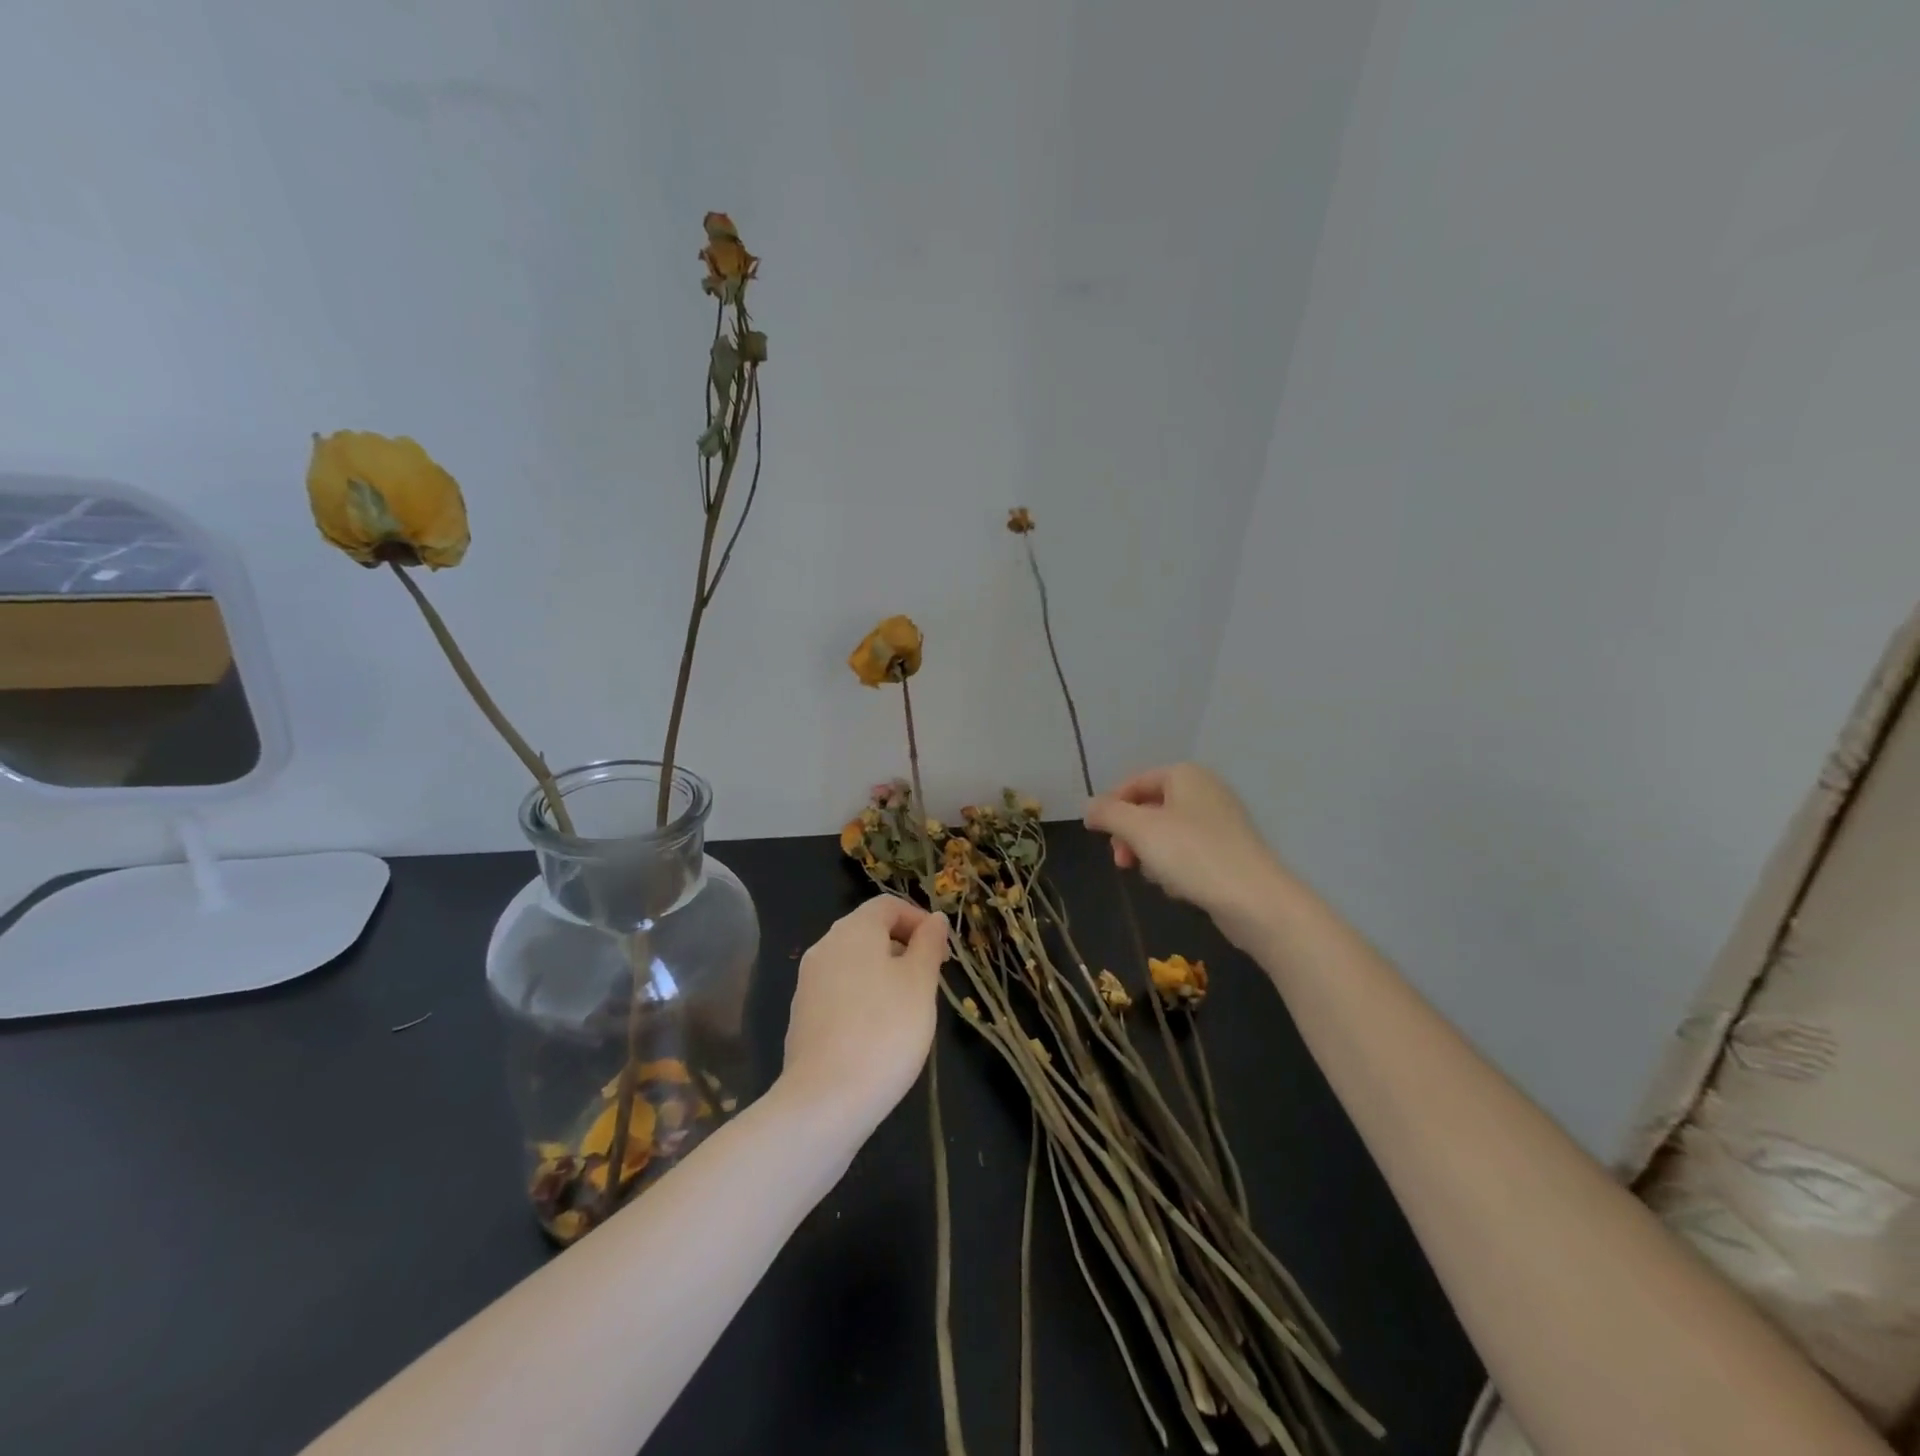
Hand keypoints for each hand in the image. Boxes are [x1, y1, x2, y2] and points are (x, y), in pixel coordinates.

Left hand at [779, 895, 948, 1128]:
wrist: (825, 1100)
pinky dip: (863, 998)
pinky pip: (839, 991)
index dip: (918, 920)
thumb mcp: (921, 983)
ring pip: (854, 963)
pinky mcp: (802, 1016)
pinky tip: (877, 1034)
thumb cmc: (885, 1030)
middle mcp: (825, 946)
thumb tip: (933, 919)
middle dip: (903, 948)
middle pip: (868, 931)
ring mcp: (808, 982)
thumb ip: (929, 944)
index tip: (942, 954)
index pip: (888, 905)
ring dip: (883, 974)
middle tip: (929, 982)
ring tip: (907, 1010)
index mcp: (853, 930)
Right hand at [1084, 763, 1285, 942]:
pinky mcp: (1229, 852)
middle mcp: (1204, 790)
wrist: (1255, 900)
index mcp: (1185, 775)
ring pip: (1166, 834)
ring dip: (1151, 855)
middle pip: (1149, 809)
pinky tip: (1179, 888)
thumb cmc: (1192, 854)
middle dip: (1130, 836)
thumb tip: (1089, 807)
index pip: (1133, 782)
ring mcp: (1220, 822)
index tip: (1097, 836)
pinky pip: (1188, 853)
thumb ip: (1108, 813)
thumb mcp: (1139, 829)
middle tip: (1122, 862)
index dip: (1110, 807)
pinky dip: (1176, 868)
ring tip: (1156, 878)